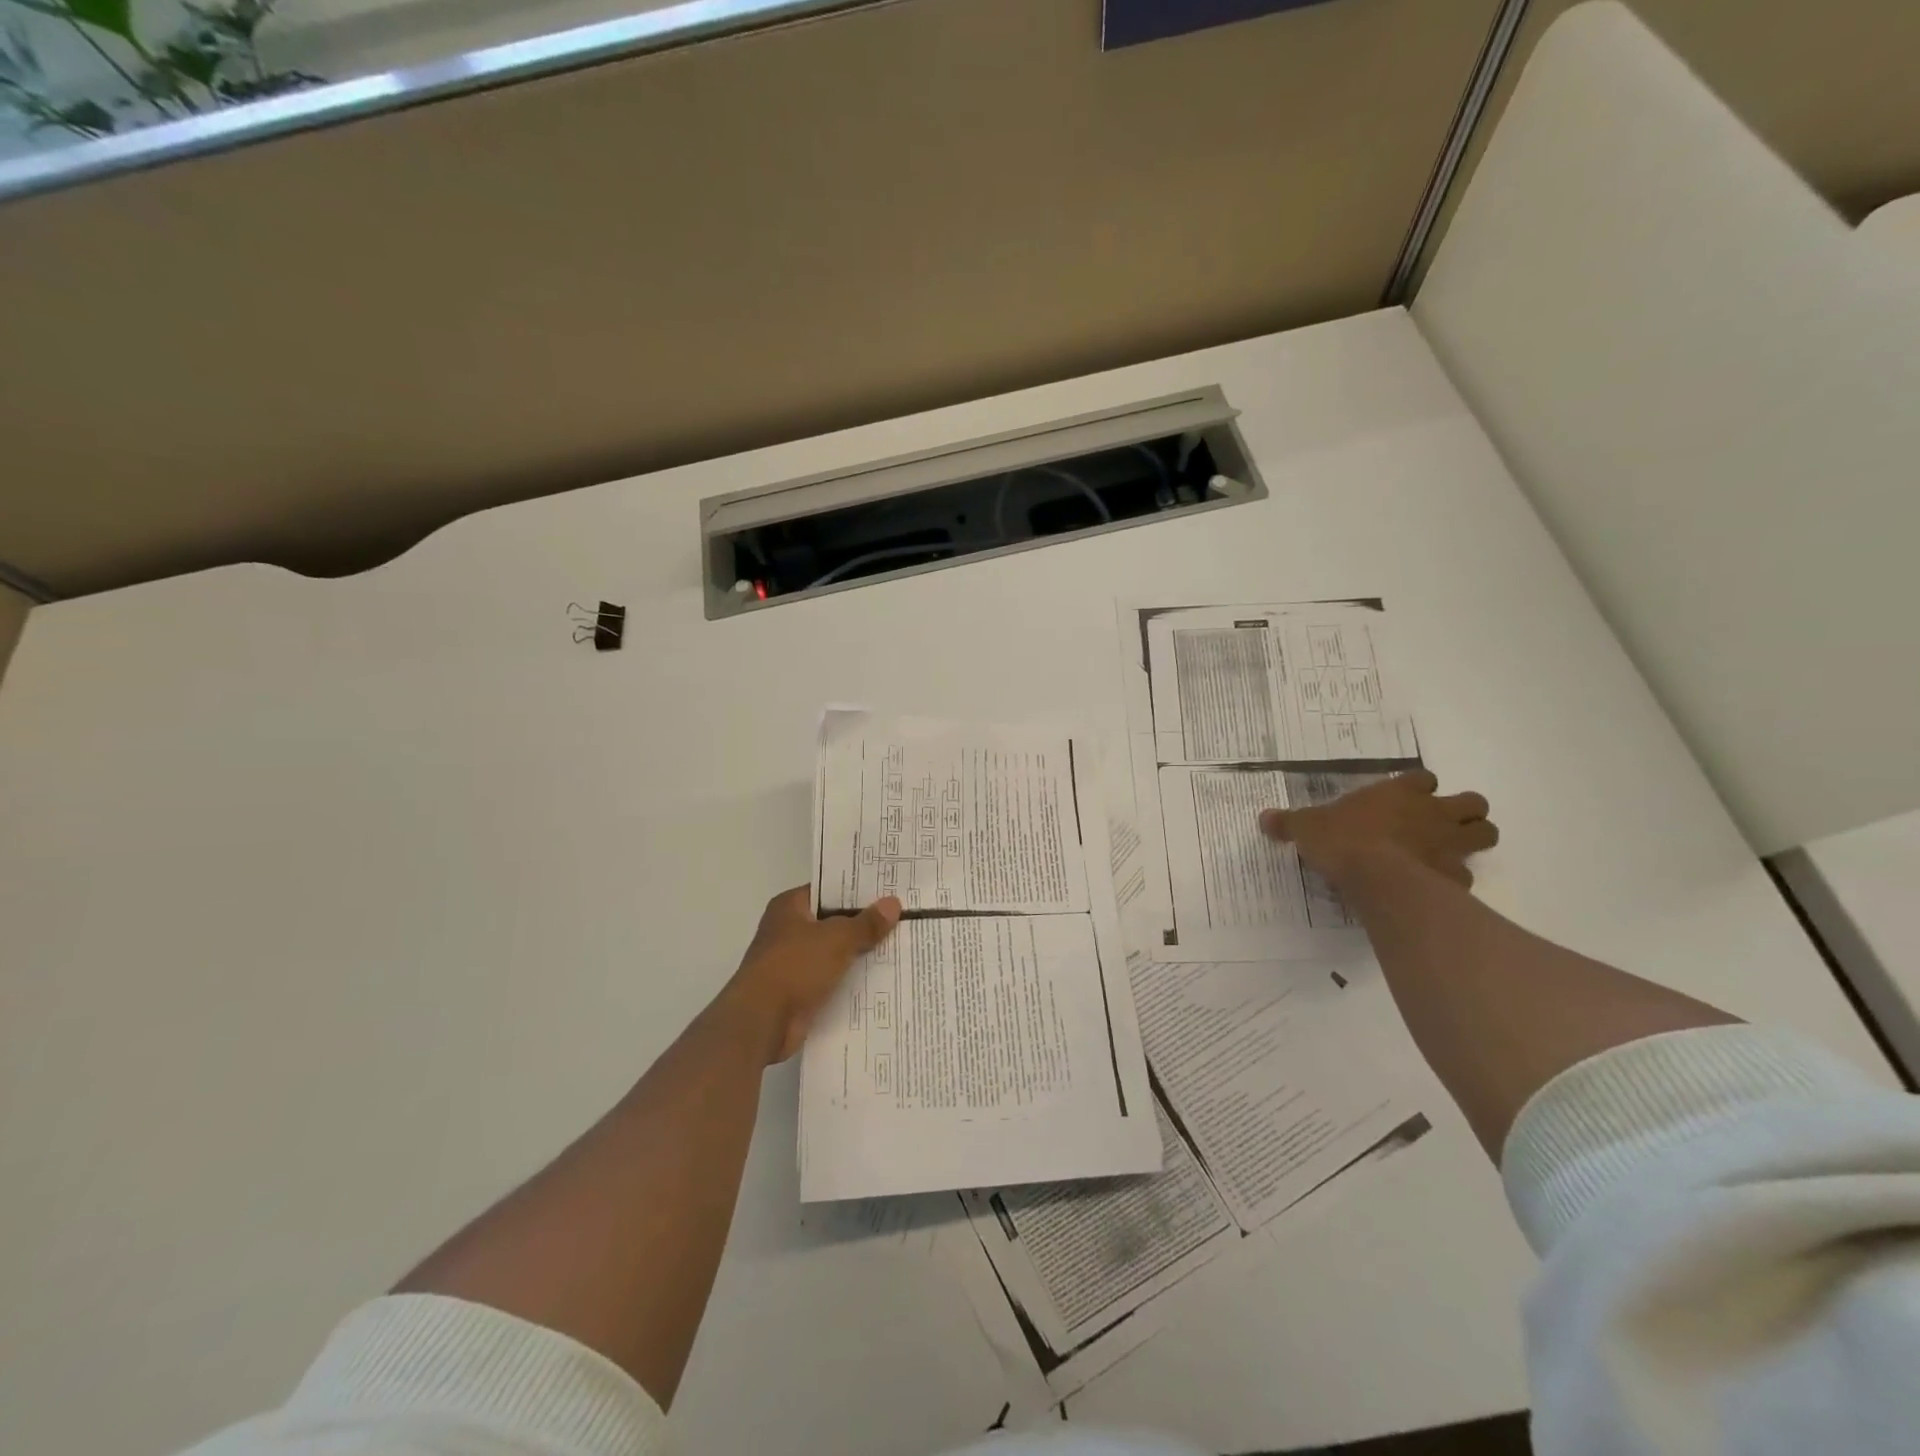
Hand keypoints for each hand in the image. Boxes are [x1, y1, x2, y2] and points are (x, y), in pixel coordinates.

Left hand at [717, 887, 901, 1065]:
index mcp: (790, 907)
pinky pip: (831, 979)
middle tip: (902, 917)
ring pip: (834, 952)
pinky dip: (850, 980)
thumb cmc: (795, 966)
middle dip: (863, 923)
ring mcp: (792, 962)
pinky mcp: (798, 991)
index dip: (856, 889)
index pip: (827, 889)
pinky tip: (881, 978)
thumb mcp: (837, 938)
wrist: (762, 1021)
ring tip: (899, 946)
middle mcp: (788, 930)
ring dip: (858, 953)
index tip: (887, 890)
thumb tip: (893, 904)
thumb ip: (866, 923)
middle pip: (833, 921)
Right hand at [1259, 770, 1497, 889]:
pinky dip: (1456, 881)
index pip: (1424, 778)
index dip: (1418, 788)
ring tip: (1448, 852)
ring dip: (1473, 840)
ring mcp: (1450, 845)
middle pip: (1473, 802)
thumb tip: (1264, 818)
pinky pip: (1466, 876)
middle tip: (1439, 825)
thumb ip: (1289, 822)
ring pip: (1486, 833)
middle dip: (1464, 812)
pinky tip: (1435, 888)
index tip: (1405, 799)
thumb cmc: (1343, 840)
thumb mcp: (1306, 827)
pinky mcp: (1456, 878)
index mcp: (1400, 792)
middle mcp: (1433, 813)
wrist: (1374, 877)